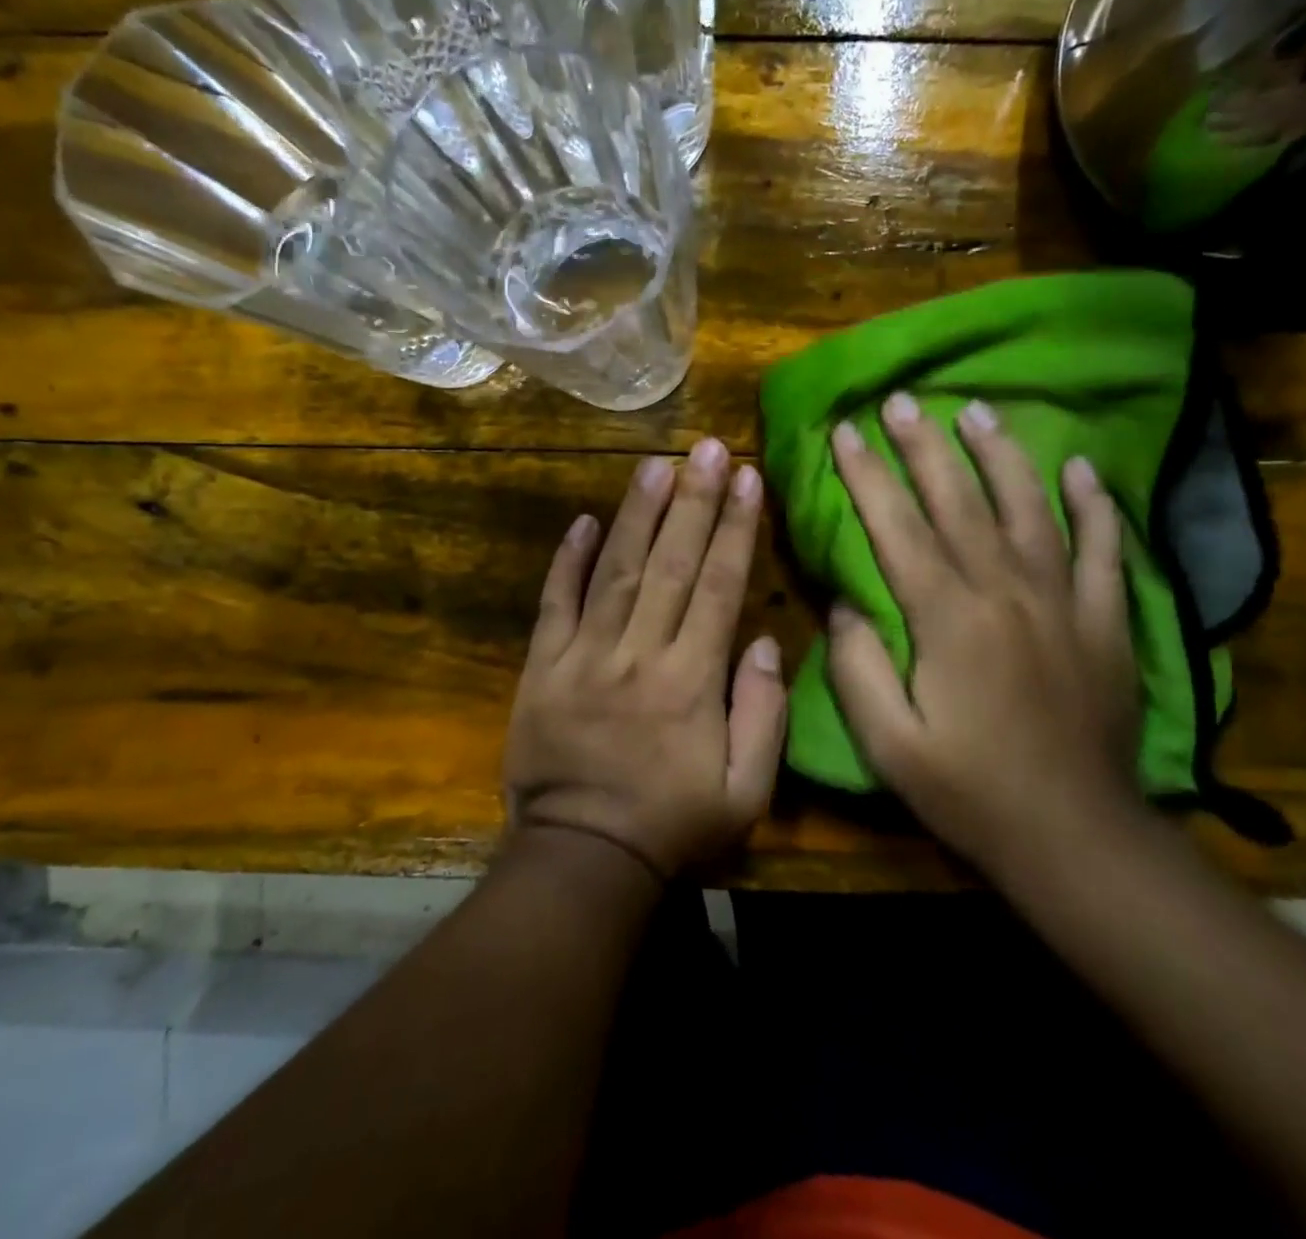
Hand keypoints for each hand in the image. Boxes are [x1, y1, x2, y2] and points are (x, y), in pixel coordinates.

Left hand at [502, 438, 786, 880]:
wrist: (582, 858)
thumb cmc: (673, 825)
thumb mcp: (746, 791)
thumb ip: (763, 714)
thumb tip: (762, 640)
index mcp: (691, 680)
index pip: (719, 586)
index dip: (734, 528)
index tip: (747, 478)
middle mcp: (639, 653)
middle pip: (670, 563)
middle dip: (693, 500)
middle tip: (707, 447)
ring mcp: (584, 657)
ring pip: (615, 571)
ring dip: (637, 514)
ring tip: (656, 463)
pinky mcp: (542, 667)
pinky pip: (554, 604)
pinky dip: (566, 561)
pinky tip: (583, 521)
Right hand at [826, 393, 1142, 878]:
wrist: (1074, 836)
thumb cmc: (968, 790)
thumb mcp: (887, 742)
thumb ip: (857, 665)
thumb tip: (845, 603)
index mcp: (946, 618)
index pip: (897, 527)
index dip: (867, 476)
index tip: (845, 431)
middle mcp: (1005, 591)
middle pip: (959, 501)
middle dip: (924, 446)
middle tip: (902, 400)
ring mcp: (1062, 601)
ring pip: (1029, 507)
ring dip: (1000, 454)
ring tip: (977, 411)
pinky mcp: (1104, 621)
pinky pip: (1103, 549)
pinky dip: (1094, 504)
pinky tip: (1081, 468)